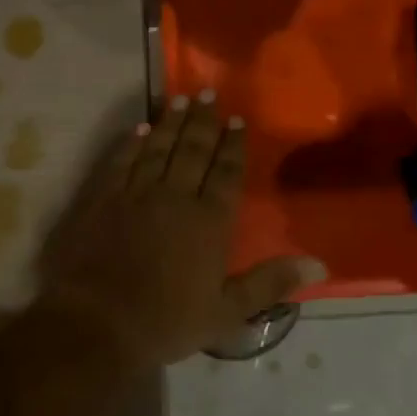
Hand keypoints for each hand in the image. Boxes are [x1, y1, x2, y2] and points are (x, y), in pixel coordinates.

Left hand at [36, 94, 324, 367]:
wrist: (98, 322)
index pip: (226, 173)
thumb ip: (270, 283)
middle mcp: (176, 196)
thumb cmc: (167, 321)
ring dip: (172, 122)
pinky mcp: (104, 198)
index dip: (233, 145)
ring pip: (160, 148)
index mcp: (209, 221)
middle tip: (208, 93)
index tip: (237, 120)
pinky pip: (123, 161)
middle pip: (193, 150)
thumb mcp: (227, 312)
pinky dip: (133, 143)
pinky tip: (141, 128)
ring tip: (181, 99)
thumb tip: (319, 262)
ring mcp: (137, 193)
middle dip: (203, 121)